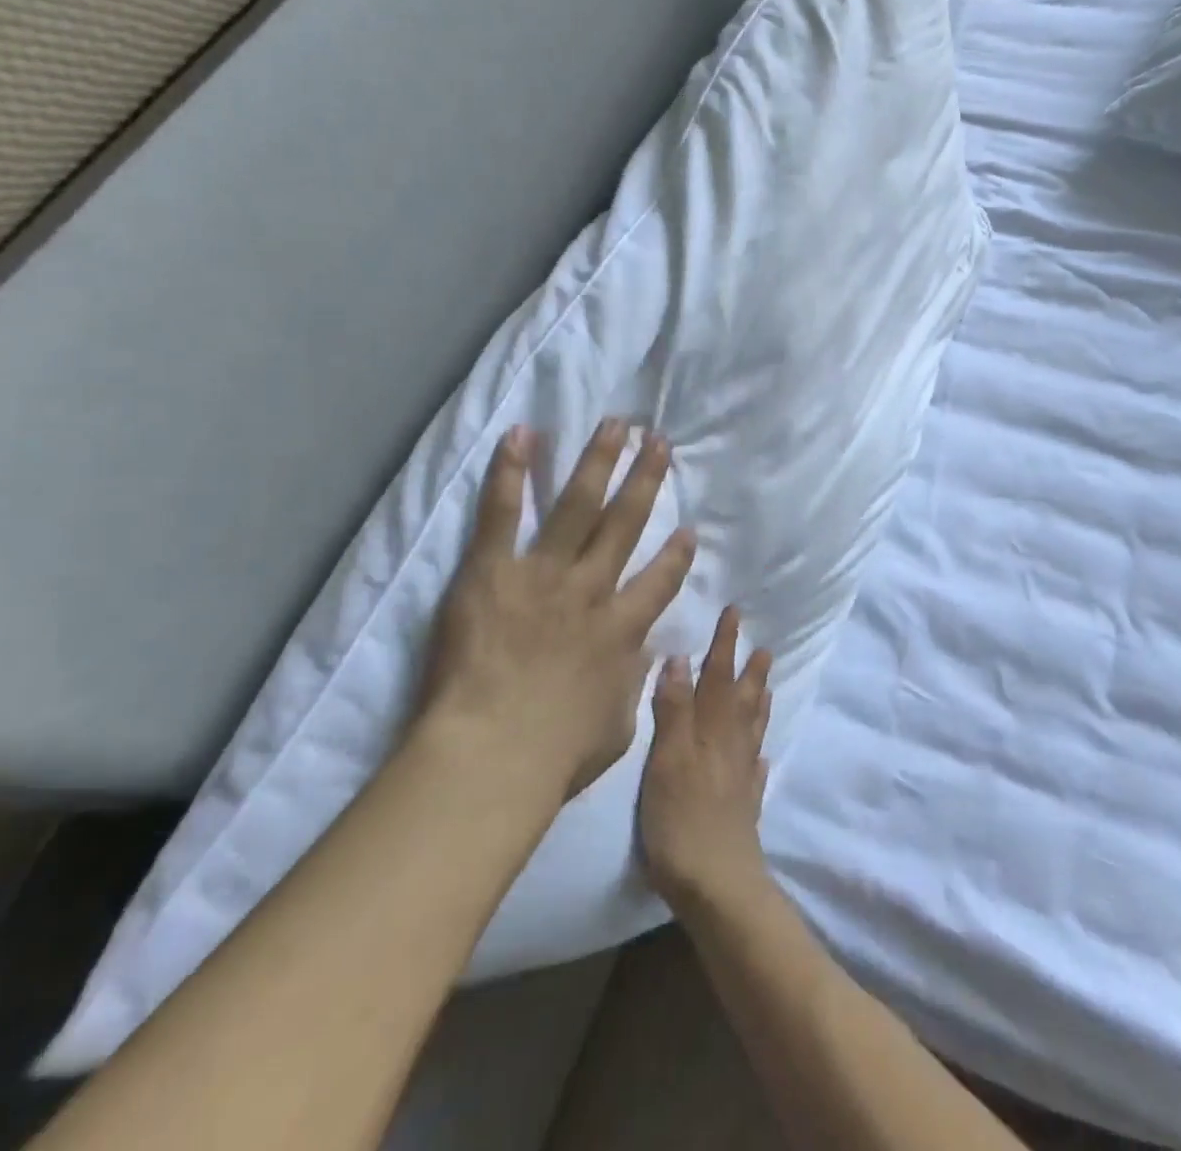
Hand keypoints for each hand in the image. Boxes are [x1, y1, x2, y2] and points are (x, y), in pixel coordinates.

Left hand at [422, 419, 695, 800]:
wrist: (493, 755)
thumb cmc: (555, 755)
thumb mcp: (615, 726)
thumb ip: (631, 683)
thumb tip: (643, 657)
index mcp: (622, 629)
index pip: (660, 581)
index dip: (676, 556)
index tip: (687, 531)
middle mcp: (591, 589)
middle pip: (625, 523)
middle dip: (645, 480)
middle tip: (658, 443)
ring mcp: (544, 574)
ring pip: (579, 505)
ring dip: (599, 461)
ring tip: (616, 426)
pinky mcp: (494, 570)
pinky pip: (505, 514)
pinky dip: (512, 473)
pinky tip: (522, 435)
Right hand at [638, 607, 775, 913]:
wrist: (718, 885)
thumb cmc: (682, 819)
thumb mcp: (667, 759)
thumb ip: (674, 710)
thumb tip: (681, 658)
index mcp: (711, 731)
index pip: (718, 677)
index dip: (725, 645)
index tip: (735, 613)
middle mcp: (730, 747)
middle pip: (741, 700)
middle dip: (749, 671)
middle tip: (764, 647)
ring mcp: (740, 779)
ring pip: (752, 731)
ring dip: (759, 704)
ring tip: (767, 686)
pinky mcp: (743, 809)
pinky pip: (755, 772)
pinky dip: (758, 757)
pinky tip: (761, 758)